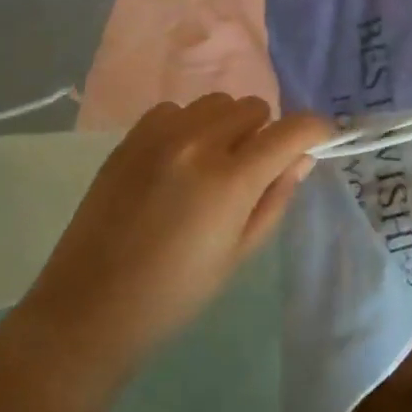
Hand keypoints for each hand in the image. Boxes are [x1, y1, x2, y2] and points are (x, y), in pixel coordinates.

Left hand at [18, 95, 332, 372]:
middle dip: (266, 133)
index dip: (316, 130)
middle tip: (254, 170)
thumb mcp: (240, 252)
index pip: (291, 130)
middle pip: (254, 108)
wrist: (89, 308)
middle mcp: (196, 144)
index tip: (322, 139)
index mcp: (230, 180)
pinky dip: (189, 125)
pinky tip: (179, 161)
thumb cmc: (175, 293)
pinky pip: (176, 110)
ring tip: (214, 163)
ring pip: (216, 103)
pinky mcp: (129, 139)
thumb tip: (303, 158)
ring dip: (228, 125)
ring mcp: (158, 136)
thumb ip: (276, 197)